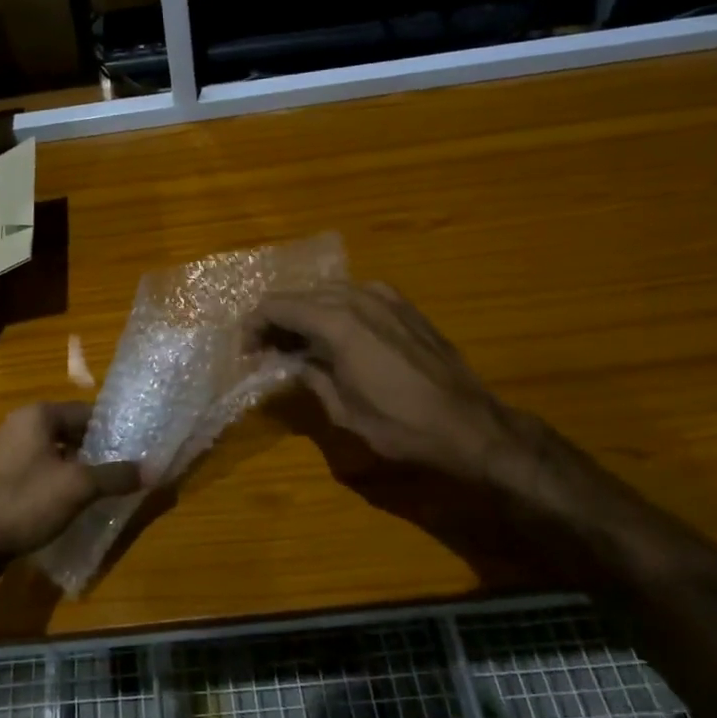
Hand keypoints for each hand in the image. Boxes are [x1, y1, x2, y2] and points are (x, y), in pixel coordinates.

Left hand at [0, 403, 143, 587]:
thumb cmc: (26, 501)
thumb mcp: (79, 487)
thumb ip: (116, 476)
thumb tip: (152, 470)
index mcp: (38, 415)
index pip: (87, 411)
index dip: (113, 430)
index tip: (136, 449)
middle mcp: (21, 424)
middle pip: (72, 431)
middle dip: (98, 450)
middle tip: (126, 470)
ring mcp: (8, 451)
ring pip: (57, 453)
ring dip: (80, 468)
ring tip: (107, 488)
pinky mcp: (3, 477)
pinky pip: (41, 470)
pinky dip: (60, 481)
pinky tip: (76, 502)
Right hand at [246, 282, 528, 484]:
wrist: (469, 424)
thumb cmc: (401, 426)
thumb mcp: (343, 410)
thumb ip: (310, 377)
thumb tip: (291, 362)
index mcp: (337, 324)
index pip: (277, 307)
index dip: (254, 326)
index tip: (247, 352)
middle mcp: (358, 298)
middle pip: (300, 295)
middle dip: (277, 319)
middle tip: (267, 351)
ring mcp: (385, 297)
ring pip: (327, 292)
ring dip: (305, 313)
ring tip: (297, 345)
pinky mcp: (404, 305)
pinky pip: (355, 296)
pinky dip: (334, 310)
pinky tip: (335, 337)